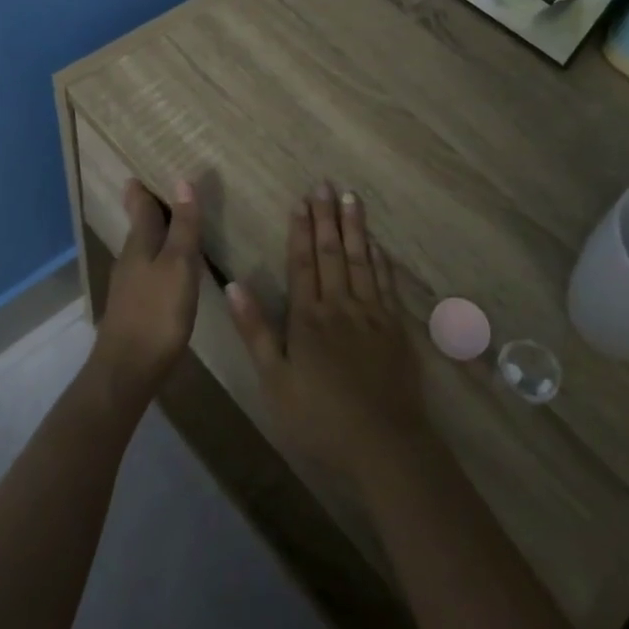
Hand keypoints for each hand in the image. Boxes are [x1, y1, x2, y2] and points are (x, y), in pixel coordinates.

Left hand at [94, 179, 201, 396]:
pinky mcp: (134, 309)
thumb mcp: (179, 266)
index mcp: (140, 245)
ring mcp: (128, 287)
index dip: (142, 191)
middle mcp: (130, 261)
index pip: (141, 208)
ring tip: (167, 225)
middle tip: (153, 191)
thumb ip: (183, 227)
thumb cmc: (157, 313)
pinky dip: (156, 260)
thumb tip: (182, 182)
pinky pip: (146, 272)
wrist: (128, 369)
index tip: (138, 173)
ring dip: (151, 235)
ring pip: (141, 250)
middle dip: (144, 209)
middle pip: (138, 228)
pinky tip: (167, 270)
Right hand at [225, 185, 427, 491]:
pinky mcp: (395, 327)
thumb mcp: (274, 382)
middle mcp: (341, 305)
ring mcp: (372, 313)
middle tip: (326, 184)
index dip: (301, 230)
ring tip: (352, 198)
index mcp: (308, 318)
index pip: (302, 263)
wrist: (384, 444)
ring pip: (361, 260)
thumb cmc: (320, 419)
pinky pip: (387, 282)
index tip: (301, 201)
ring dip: (355, 227)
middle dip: (327, 217)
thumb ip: (255, 332)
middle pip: (332, 253)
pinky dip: (381, 259)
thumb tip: (233, 285)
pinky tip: (377, 243)